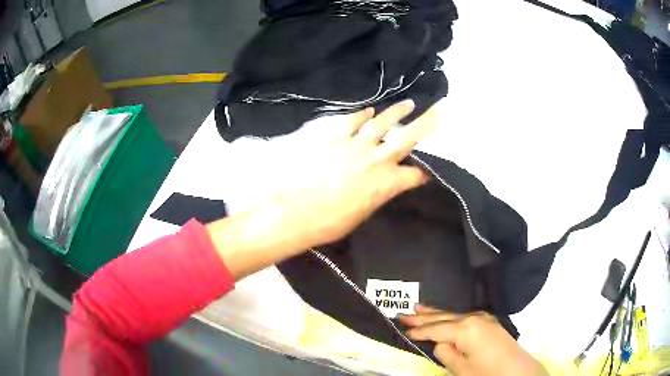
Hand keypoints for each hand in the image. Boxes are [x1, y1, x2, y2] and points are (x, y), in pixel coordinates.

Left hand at [208, 100, 437, 279]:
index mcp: (386, 183)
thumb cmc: (331, 223)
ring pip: (381, 123)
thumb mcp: (363, 213)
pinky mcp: (334, 140)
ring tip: (409, 103)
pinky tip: (369, 109)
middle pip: (407, 138)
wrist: (296, 213)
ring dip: (396, 112)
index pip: (415, 175)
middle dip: (427, 122)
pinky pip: (351, 122)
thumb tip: (385, 186)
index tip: (429, 173)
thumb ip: (378, 194)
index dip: (425, 174)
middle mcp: (376, 160)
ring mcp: (355, 146)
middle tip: (441, 108)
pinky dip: (361, 114)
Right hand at [399, 305, 547, 375]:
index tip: (402, 329)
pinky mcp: (489, 323)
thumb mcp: (461, 368)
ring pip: (453, 314)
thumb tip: (440, 344)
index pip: (435, 329)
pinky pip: (464, 317)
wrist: (518, 371)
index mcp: (465, 329)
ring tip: (418, 307)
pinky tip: (445, 316)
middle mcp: (474, 318)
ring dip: (436, 313)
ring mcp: (484, 319)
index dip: (418, 330)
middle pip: (443, 317)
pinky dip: (450, 316)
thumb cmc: (487, 373)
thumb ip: (446, 353)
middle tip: (403, 312)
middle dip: (423, 316)